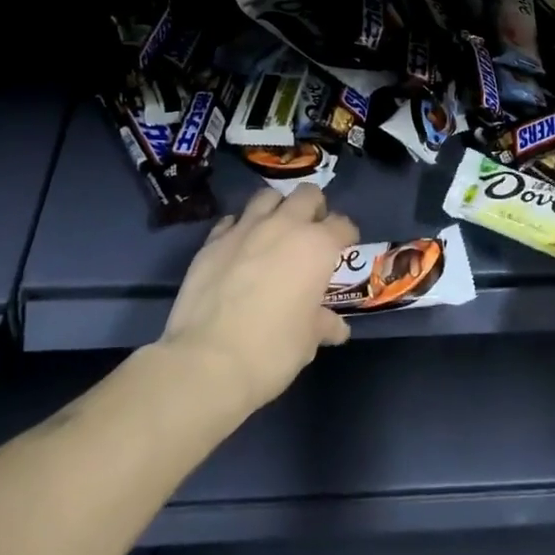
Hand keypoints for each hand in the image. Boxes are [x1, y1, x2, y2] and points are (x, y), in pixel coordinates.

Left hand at [160, 185, 358, 413]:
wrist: (208, 360)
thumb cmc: (272, 350)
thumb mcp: (308, 341)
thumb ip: (323, 324)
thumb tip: (336, 328)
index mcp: (317, 246)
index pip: (342, 225)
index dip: (346, 236)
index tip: (344, 248)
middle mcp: (284, 226)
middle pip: (307, 194)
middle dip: (314, 208)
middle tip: (311, 232)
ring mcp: (245, 229)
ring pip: (267, 196)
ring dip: (276, 208)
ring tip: (275, 230)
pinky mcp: (212, 241)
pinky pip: (232, 220)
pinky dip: (240, 228)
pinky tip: (240, 247)